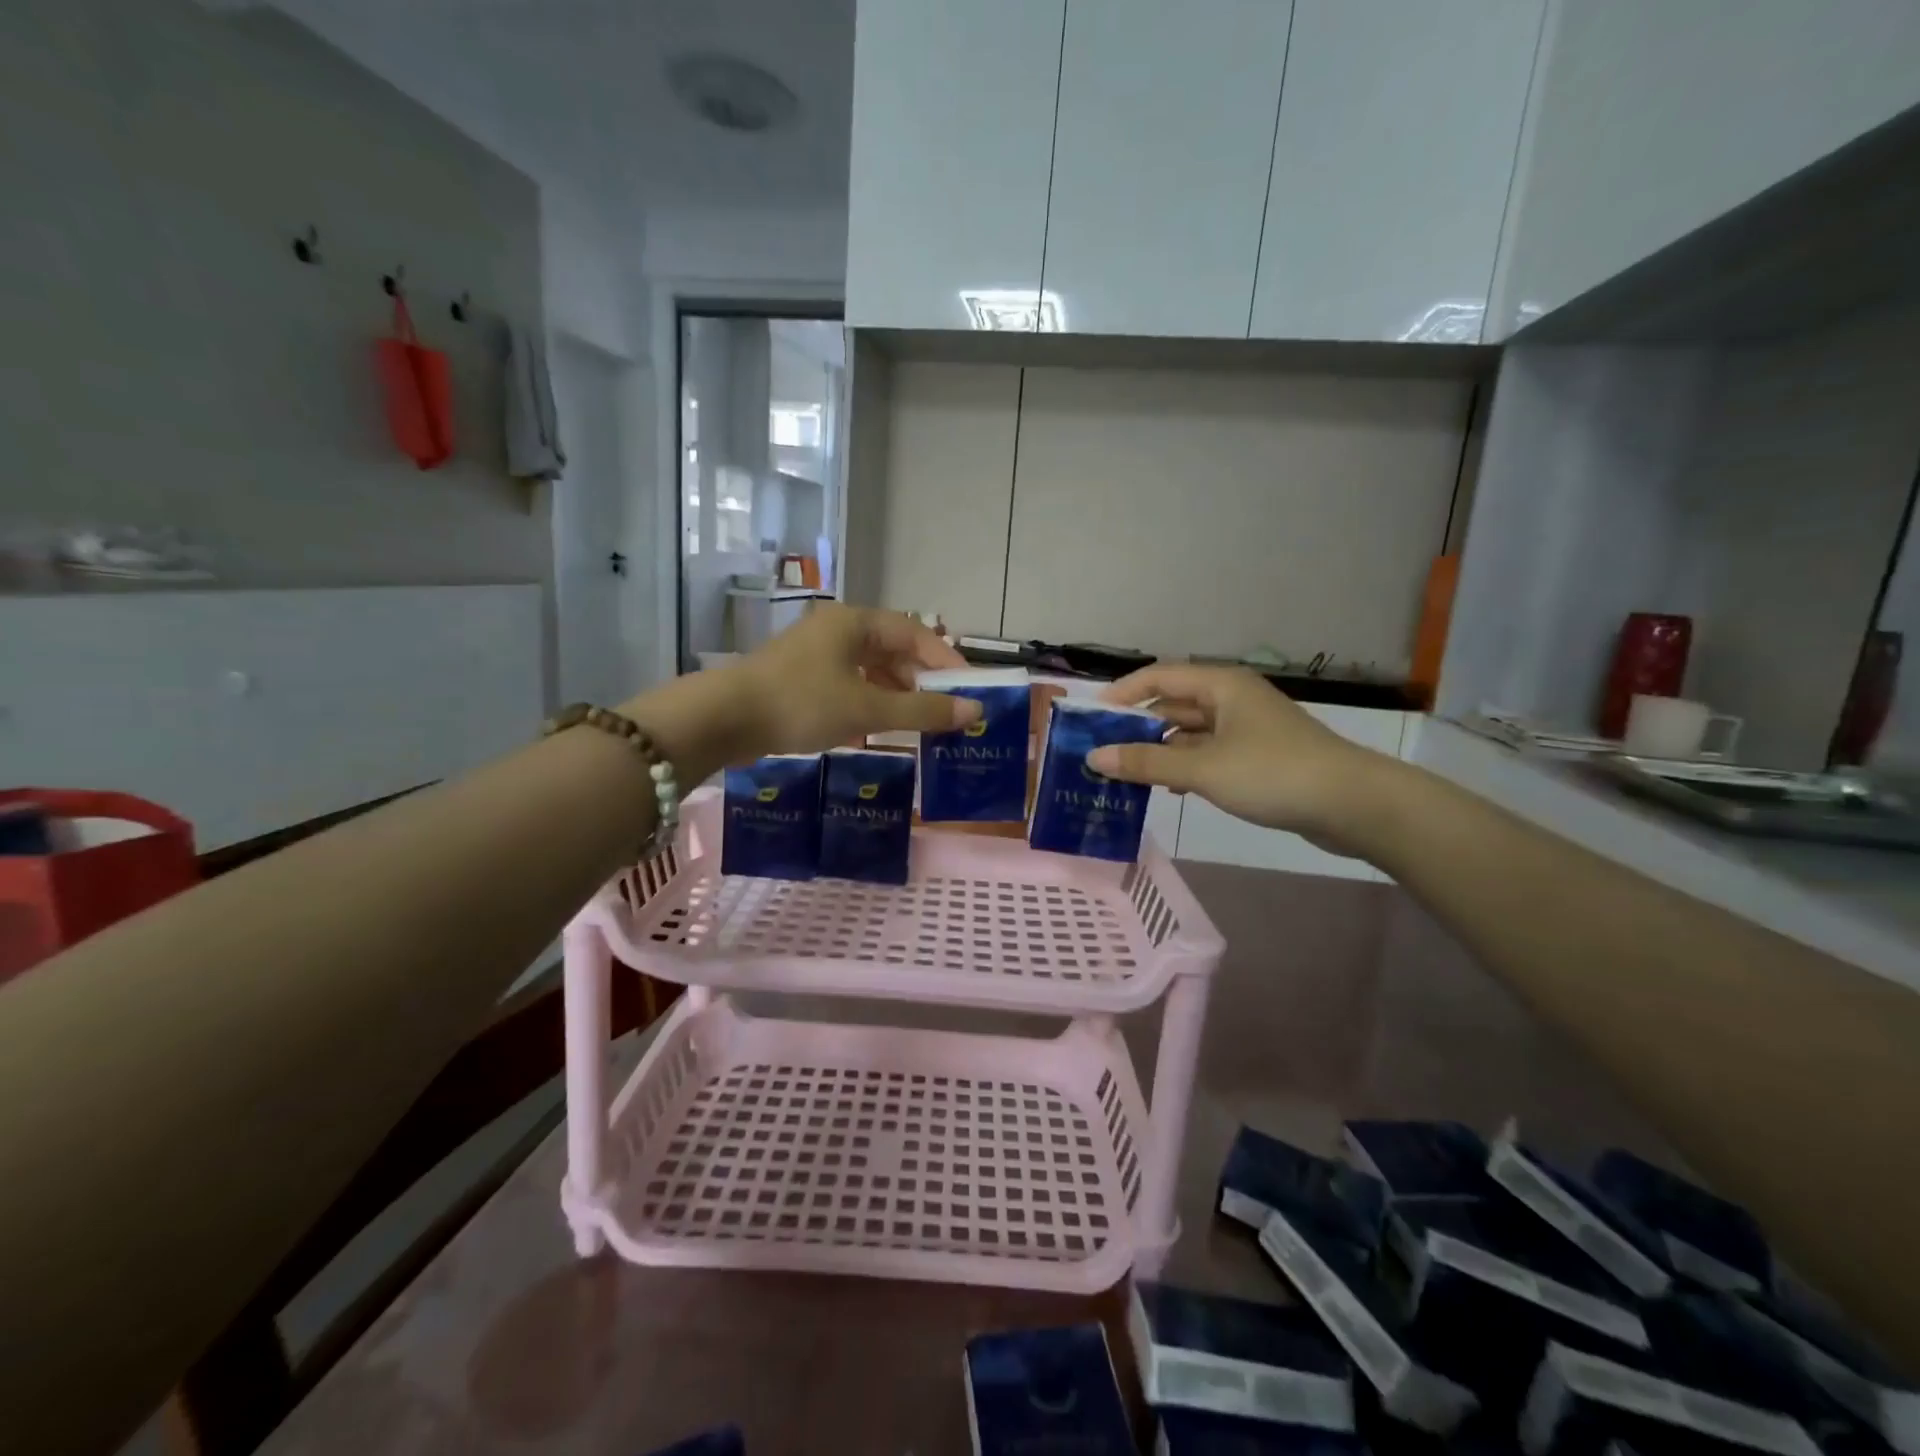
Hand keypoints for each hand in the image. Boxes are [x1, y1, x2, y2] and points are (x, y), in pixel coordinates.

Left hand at [723, 603, 979, 757]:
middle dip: (921, 681)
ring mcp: (815, 655)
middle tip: (945, 712)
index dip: (945, 660)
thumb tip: (975, 712)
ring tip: (918, 724)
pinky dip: (869, 704)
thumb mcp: (868, 709)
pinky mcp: (800, 679)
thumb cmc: (802, 703)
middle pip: (893, 650)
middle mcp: (836, 630)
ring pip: (870, 670)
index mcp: (854, 622)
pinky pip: (848, 686)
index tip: (968, 690)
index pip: (915, 633)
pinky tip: (878, 729)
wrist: (723, 720)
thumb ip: (923, 711)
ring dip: (896, 695)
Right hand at [1090, 664, 1386, 849]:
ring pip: (1190, 732)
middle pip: (1173, 704)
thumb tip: (1094, 757)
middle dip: (1137, 726)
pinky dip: (1186, 766)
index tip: (1091, 717)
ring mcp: (1247, 727)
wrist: (1353, 804)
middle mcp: (1231, 698)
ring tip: (1126, 774)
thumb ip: (1146, 763)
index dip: (1122, 693)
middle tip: (1102, 752)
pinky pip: (1209, 753)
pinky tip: (1169, 788)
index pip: (1158, 676)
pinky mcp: (1258, 756)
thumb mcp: (1202, 769)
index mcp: (1220, 685)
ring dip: (1160, 750)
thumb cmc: (1273, 773)